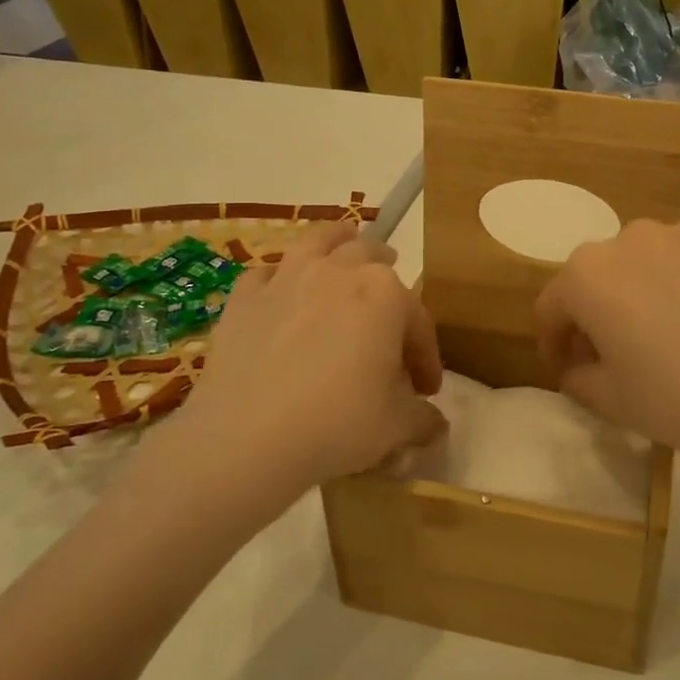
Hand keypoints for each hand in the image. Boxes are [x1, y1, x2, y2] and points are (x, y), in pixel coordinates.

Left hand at [166, 222, 446, 492]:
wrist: (247, 440)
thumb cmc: (338, 424)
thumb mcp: (398, 429)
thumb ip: (423, 419)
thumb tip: (435, 426)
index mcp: (386, 294)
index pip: (418, 321)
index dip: (426, 356)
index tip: (426, 389)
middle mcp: (338, 271)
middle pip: (370, 256)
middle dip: (387, 272)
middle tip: (393, 299)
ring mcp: (287, 279)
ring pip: (318, 241)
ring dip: (337, 239)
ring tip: (345, 241)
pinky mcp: (244, 299)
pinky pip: (265, 275)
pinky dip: (278, 279)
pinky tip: (280, 294)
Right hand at [534, 221, 679, 475]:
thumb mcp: (612, 402)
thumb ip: (578, 379)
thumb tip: (580, 366)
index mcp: (589, 273)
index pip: (552, 306)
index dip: (552, 342)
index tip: (565, 370)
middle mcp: (632, 238)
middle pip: (599, 277)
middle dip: (597, 314)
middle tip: (616, 357)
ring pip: (649, 264)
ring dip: (645, 294)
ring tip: (671, 339)